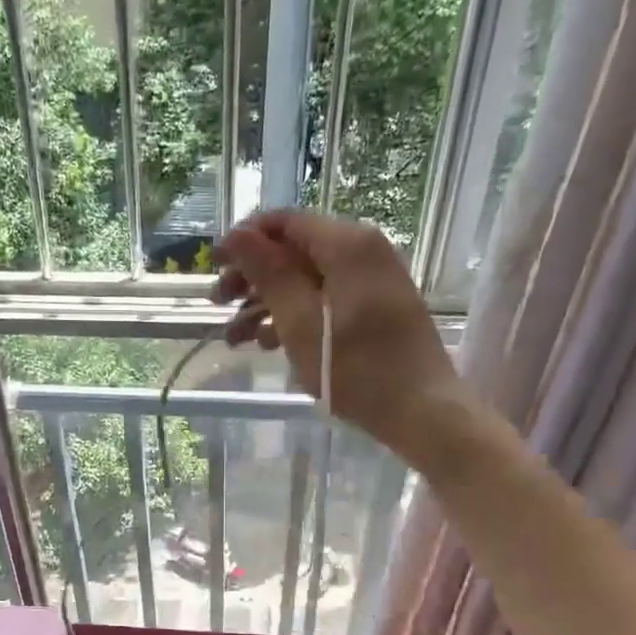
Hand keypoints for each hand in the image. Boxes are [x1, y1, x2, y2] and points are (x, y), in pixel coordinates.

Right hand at [214, 211, 460, 457]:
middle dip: (251, 277)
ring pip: (306, 279)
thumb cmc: (357, 370)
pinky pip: (326, 299)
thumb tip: (237, 234)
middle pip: (294, 251)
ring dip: (267, 303)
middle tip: (218, 305)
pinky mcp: (376, 307)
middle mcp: (363, 250)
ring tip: (235, 339)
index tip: (212, 268)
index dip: (243, 241)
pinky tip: (268, 344)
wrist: (423, 412)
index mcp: (347, 244)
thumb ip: (268, 275)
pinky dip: (295, 316)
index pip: (284, 222)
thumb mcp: (301, 323)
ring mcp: (373, 280)